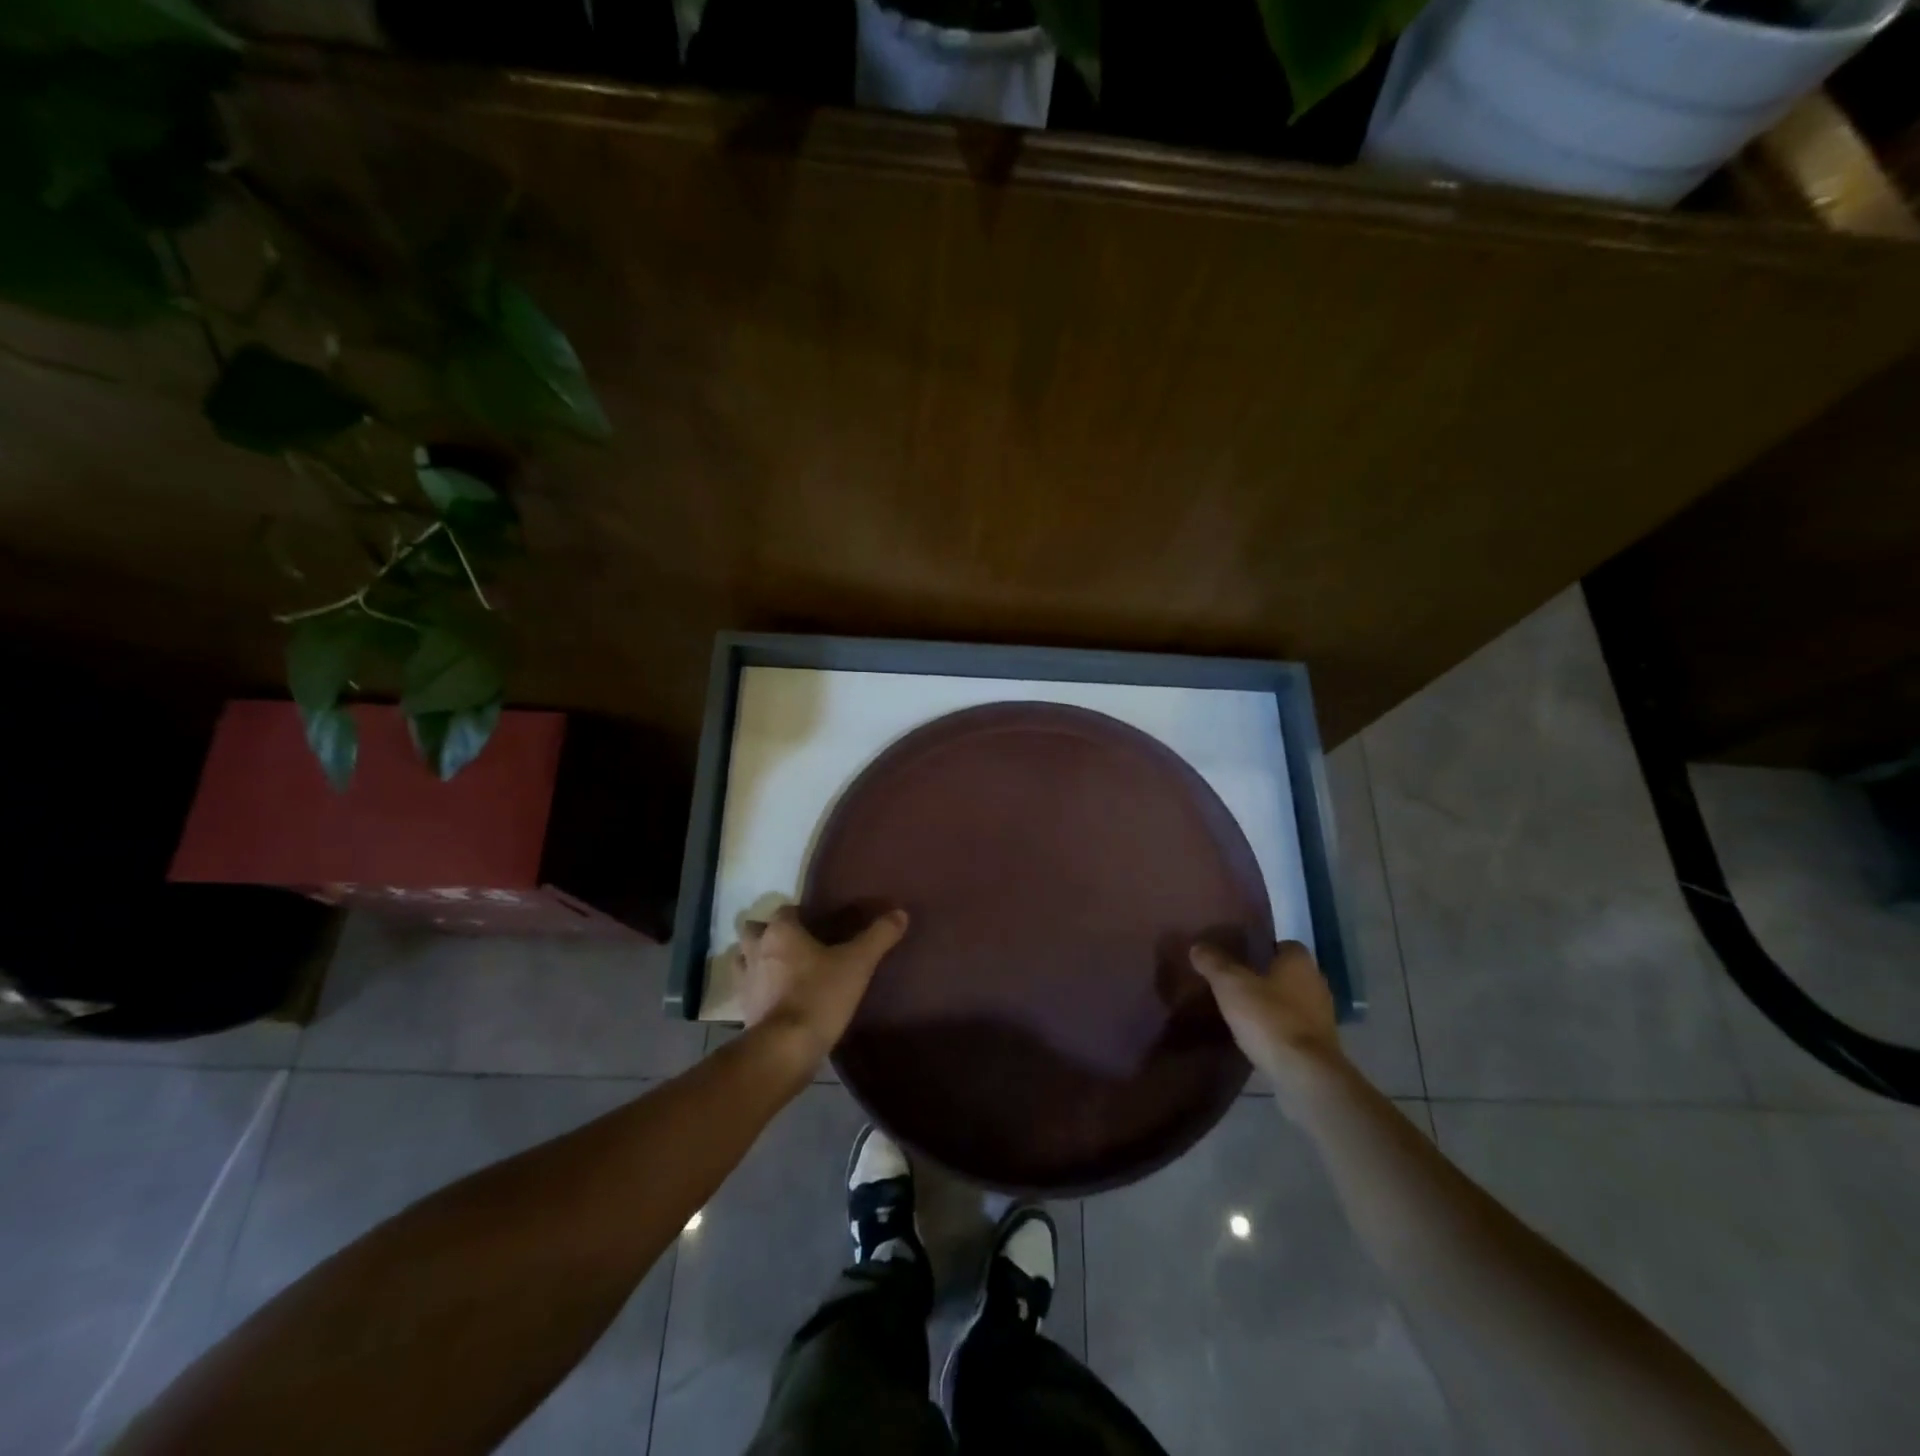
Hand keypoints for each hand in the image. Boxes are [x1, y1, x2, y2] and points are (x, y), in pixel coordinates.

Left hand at [735, 905, 908, 1065]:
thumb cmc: (820, 996)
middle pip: (754, 930)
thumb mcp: (858, 963)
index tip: (819, 925)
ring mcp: (745, 982)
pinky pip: (747, 990)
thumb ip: (878, 936)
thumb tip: (900, 913)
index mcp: (780, 932)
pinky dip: (758, 989)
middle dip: (768, 933)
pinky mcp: (743, 1010)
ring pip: (744, 959)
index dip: (801, 915)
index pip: (786, 910)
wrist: (785, 1049)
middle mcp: (756, 950)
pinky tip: (777, 999)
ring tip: (781, 969)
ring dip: (756, 959)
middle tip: (795, 944)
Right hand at [1189, 940, 1340, 1089]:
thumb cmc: (1269, 1019)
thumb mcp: (1231, 985)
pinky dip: (1278, 1028)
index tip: (1239, 957)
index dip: (1262, 949)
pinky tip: (1257, 1035)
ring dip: (1273, 1004)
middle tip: (1235, 981)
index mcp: (1299, 963)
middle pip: (1288, 973)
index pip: (1284, 945)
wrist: (1305, 1075)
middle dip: (1265, 976)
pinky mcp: (1320, 1046)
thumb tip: (1198, 946)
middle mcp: (1316, 984)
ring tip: (1242, 1010)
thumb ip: (1214, 963)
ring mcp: (1322, 1017)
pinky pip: (1295, 1027)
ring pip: (1292, 1001)